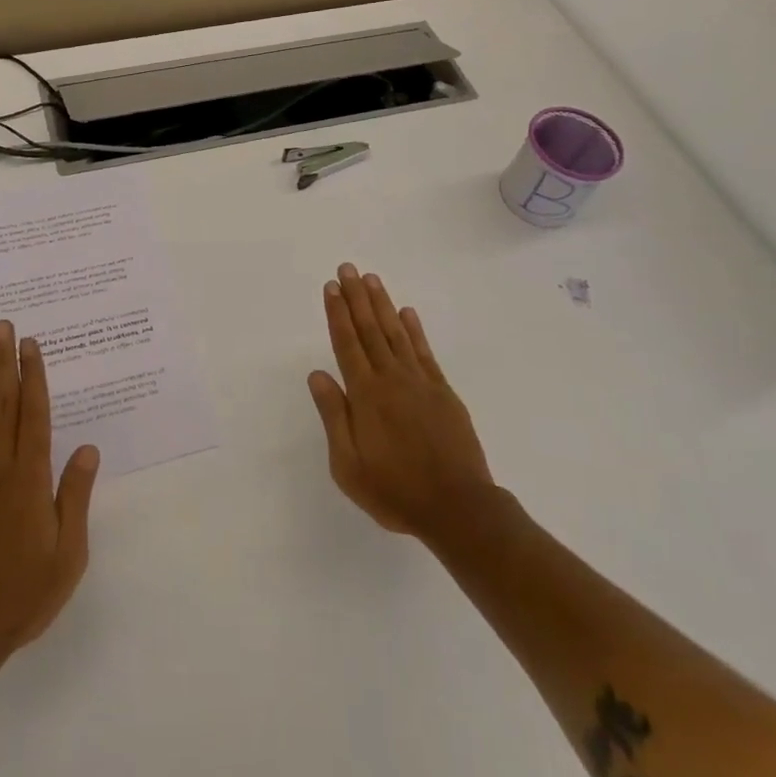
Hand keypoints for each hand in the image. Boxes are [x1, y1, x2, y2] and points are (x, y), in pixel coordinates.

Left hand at [0, 321, 99, 670]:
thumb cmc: (22, 595)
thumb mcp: (67, 554)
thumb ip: (75, 497)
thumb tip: (87, 448)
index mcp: (30, 479)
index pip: (34, 415)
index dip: (34, 376)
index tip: (31, 345)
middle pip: (3, 405)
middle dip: (5, 363)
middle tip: (3, 327)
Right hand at [308, 263, 495, 539]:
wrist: (458, 507)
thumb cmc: (395, 491)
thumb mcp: (349, 466)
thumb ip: (334, 416)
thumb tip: (317, 374)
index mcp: (366, 395)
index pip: (347, 344)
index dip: (337, 314)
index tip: (331, 287)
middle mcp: (391, 379)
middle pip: (370, 330)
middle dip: (356, 298)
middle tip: (347, 268)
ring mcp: (420, 382)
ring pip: (396, 333)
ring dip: (382, 304)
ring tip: (371, 279)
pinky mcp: (442, 391)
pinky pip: (424, 352)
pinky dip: (414, 329)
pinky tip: (407, 312)